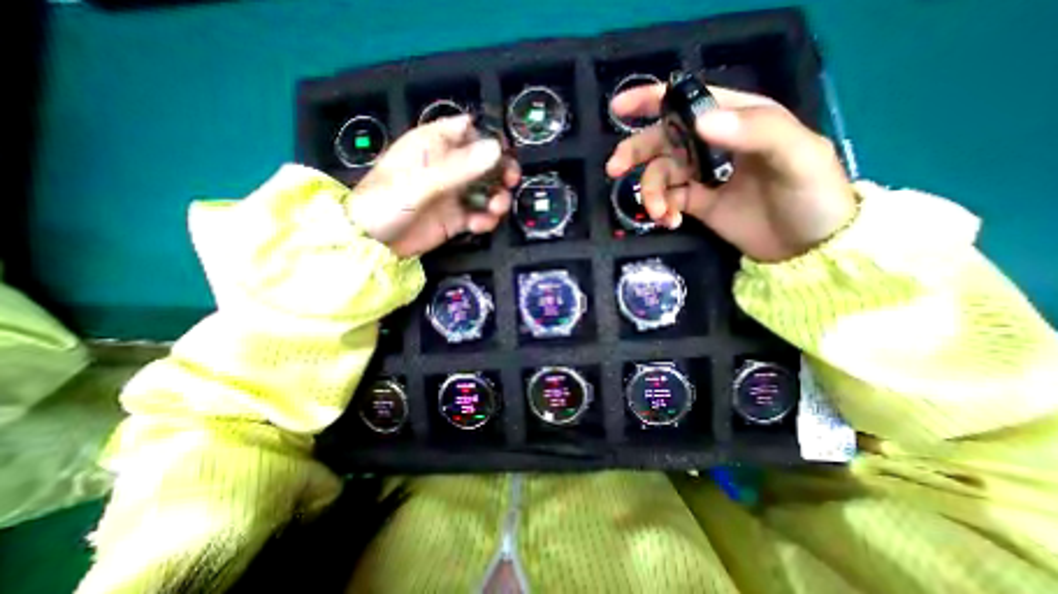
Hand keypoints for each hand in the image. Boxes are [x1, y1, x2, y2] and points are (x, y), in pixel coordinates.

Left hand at [344, 114, 518, 256]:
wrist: (371, 243)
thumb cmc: (386, 202)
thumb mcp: (422, 181)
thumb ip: (459, 167)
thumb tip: (496, 149)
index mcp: (434, 145)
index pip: (468, 130)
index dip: (489, 138)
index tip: (504, 153)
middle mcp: (448, 168)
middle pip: (484, 162)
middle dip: (501, 172)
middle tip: (510, 183)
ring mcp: (453, 195)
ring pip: (486, 190)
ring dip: (496, 199)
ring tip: (495, 210)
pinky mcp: (456, 219)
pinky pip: (479, 215)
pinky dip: (485, 220)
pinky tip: (480, 226)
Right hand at [608, 84, 853, 260]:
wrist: (807, 246)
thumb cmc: (812, 194)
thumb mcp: (798, 155)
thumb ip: (755, 131)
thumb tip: (699, 122)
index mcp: (738, 120)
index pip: (690, 101)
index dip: (652, 101)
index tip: (619, 109)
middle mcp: (713, 144)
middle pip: (663, 140)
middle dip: (636, 153)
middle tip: (614, 170)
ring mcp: (702, 176)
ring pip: (660, 175)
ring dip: (651, 194)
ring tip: (661, 214)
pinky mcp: (696, 203)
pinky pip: (667, 201)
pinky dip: (662, 211)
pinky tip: (670, 222)